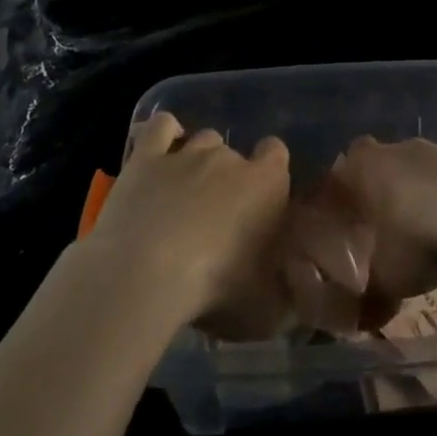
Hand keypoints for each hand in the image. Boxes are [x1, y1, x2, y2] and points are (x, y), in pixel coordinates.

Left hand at [84, 112, 291, 333]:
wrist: (144, 275)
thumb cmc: (215, 290)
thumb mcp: (266, 308)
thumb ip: (285, 293)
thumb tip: (293, 293)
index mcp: (266, 184)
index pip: (278, 153)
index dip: (271, 171)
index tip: (262, 202)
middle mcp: (228, 158)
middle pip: (234, 154)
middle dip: (229, 179)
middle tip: (216, 219)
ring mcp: (186, 153)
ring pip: (202, 140)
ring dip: (199, 161)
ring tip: (184, 195)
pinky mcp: (146, 157)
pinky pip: (160, 127)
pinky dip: (165, 134)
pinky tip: (161, 153)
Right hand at [328, 136, 436, 324]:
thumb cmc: (417, 238)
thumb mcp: (389, 279)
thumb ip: (371, 298)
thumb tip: (360, 323)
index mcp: (366, 167)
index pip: (345, 166)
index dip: (347, 188)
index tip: (351, 215)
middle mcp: (399, 149)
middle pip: (385, 163)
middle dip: (385, 190)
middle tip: (387, 227)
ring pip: (421, 169)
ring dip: (422, 193)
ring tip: (428, 231)